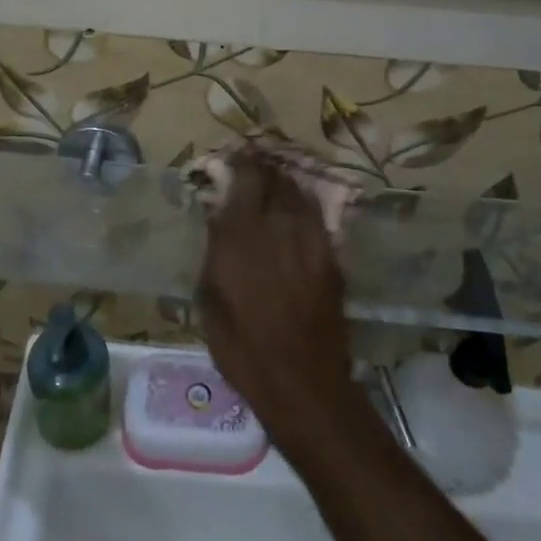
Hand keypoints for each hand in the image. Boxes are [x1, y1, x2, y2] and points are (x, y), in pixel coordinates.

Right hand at [198, 152, 362, 450]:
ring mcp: (310, 238)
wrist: (301, 381)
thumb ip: (215, 249)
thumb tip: (219, 215)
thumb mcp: (210, 297)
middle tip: (253, 168)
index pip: (245, 176)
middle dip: (263, 168)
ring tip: (275, 183)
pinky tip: (296, 212)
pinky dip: (303, 205)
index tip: (232, 159)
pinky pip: (316, 216)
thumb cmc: (241, 346)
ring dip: (285, 183)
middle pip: (275, 178)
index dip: (239, 161)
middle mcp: (278, 225)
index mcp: (241, 233)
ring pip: (299, 192)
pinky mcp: (331, 255)